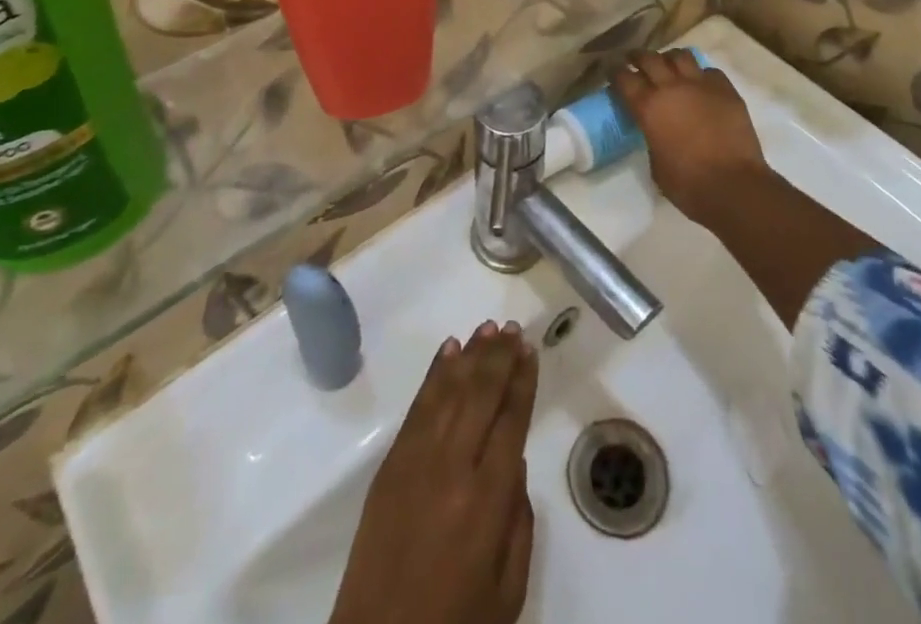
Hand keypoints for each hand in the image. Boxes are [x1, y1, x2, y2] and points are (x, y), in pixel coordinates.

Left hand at [329, 321, 538, 623]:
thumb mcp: (507, 592)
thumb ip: (517, 522)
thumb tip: (512, 461)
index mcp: (486, 501)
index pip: (510, 422)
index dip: (522, 382)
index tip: (530, 350)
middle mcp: (451, 468)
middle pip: (480, 395)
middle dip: (499, 357)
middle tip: (513, 328)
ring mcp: (415, 461)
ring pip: (448, 391)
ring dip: (470, 356)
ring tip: (488, 328)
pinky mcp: (390, 465)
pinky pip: (417, 408)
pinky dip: (435, 375)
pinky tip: (449, 353)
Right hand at [612, 49, 770, 230]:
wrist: (734, 186)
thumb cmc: (688, 184)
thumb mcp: (655, 162)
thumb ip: (651, 136)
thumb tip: (655, 129)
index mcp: (648, 107)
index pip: (624, 77)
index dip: (616, 72)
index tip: (613, 72)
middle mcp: (671, 87)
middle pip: (649, 58)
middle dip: (638, 57)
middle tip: (635, 60)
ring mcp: (701, 85)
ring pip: (681, 56)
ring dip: (670, 59)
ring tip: (669, 66)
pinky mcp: (726, 90)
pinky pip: (710, 71)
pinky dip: (701, 75)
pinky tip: (701, 85)